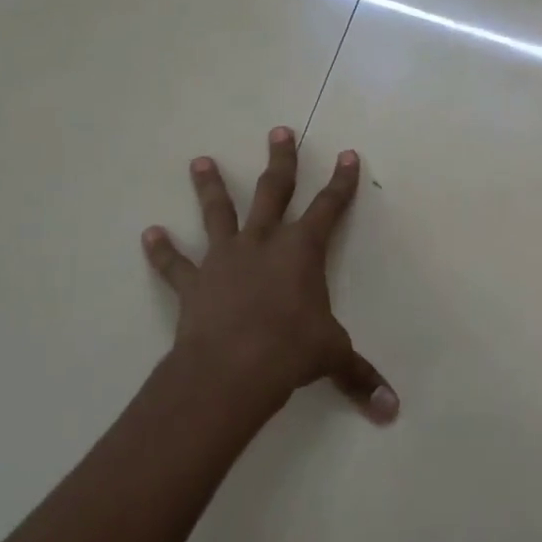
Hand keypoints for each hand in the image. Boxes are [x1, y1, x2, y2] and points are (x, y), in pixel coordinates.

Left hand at [140, 128, 398, 426]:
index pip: (330, 206)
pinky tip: (149, 234)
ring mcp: (225, 259)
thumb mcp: (333, 357)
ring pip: (218, 213)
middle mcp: (264, 242)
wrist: (231, 370)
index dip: (342, 181)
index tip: (348, 154)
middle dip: (280, 160)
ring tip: (199, 161)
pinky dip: (162, 250)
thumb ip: (361, 377)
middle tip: (279, 131)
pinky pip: (175, 264)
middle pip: (273, 191)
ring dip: (209, 187)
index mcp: (303, 250)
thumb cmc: (290, 352)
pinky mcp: (194, 283)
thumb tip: (392, 411)